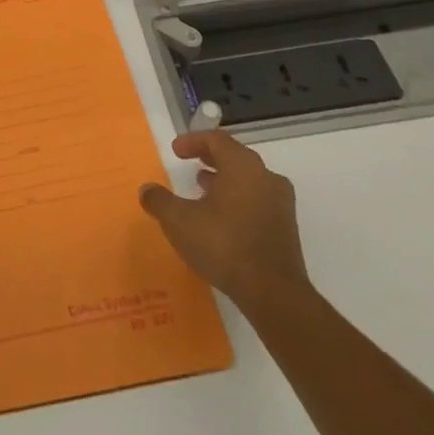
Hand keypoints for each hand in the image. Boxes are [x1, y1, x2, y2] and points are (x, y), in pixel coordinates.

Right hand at [139, 132, 309, 314]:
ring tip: (203, 192)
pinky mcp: (286, 229)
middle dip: (210, 159)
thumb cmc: (224, 245)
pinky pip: (258, 201)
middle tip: (191, 165)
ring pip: (249, 180)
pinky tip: (222, 220)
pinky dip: (238, 200)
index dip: (193, 141)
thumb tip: (147, 190)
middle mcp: (266, 177)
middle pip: (235, 157)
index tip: (175, 151)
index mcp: (242, 166)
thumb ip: (160, 201)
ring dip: (225, 181)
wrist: (274, 294)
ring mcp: (280, 204)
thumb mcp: (179, 221)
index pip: (216, 140)